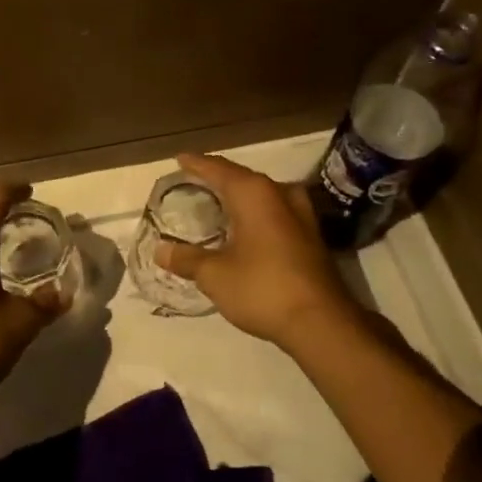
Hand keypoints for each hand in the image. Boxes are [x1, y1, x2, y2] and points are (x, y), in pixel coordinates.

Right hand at [155, 153, 361, 349]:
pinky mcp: (312, 236)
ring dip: (241, 196)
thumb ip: (187, 259)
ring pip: (263, 194)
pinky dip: (256, 213)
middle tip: (195, 180)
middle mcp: (280, 194)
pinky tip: (247, 227)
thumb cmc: (262, 288)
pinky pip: (276, 211)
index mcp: (254, 193)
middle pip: (243, 178)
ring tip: (220, 201)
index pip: (218, 169)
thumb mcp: (215, 275)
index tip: (180, 158)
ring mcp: (301, 214)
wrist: (321, 322)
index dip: (196, 164)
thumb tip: (160, 250)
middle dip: (218, 178)